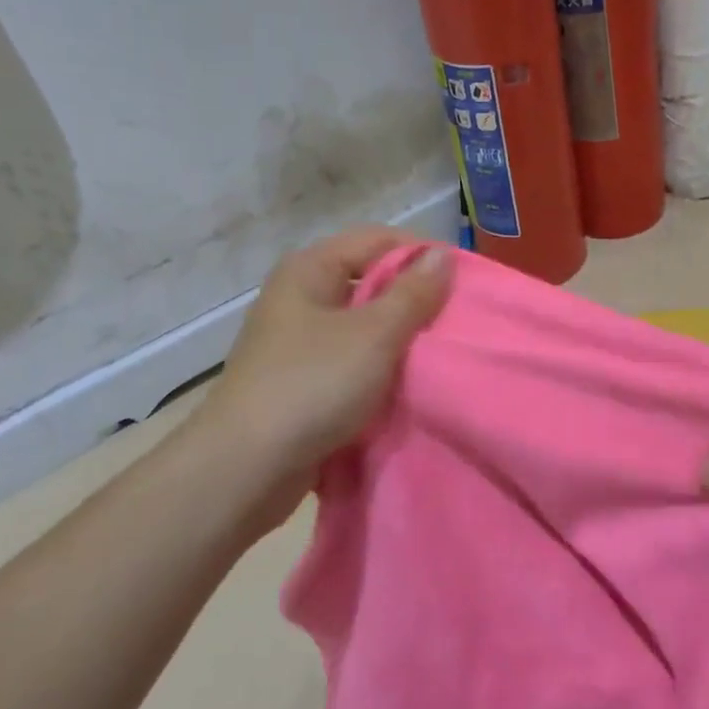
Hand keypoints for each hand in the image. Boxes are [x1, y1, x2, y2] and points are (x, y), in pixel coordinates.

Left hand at [193, 229, 450, 530]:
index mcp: (309, 270)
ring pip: (362, 326)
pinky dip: (378, 370)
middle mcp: (299, 297)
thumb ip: (413, 294)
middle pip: (369, 282)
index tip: (462, 283)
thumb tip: (442, 254)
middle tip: (455, 322)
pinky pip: (351, 362)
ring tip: (439, 354)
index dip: (421, 255)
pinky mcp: (301, 382)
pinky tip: (407, 385)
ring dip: (398, 339)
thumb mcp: (374, 334)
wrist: (246, 469)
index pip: (377, 239)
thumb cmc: (312, 385)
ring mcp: (297, 342)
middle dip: (413, 300)